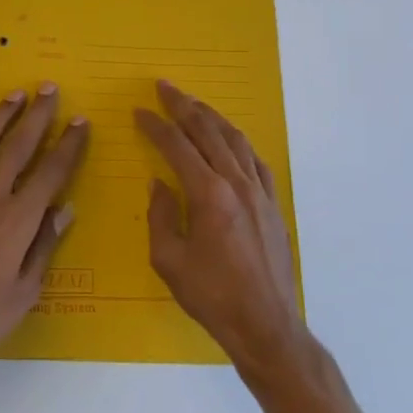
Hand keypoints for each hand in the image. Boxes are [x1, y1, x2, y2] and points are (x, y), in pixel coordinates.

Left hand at [0, 85, 89, 377]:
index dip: (68, 145)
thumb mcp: (24, 291)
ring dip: (0, 118)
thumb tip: (65, 209)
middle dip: (37, 116)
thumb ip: (44, 246)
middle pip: (18, 147)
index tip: (80, 121)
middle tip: (48, 88)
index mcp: (18, 220)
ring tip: (14, 96)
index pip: (51, 173)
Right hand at [136, 80, 304, 378]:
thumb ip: (161, 216)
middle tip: (165, 87)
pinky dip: (237, 142)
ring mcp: (260, 192)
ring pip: (235, 140)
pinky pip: (255, 161)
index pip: (177, 146)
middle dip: (184, 106)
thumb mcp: (169, 260)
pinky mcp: (272, 205)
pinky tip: (230, 140)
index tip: (139, 111)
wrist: (266, 325)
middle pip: (209, 132)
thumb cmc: (212, 296)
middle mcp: (237, 183)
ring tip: (194, 104)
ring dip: (212, 117)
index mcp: (209, 194)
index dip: (156, 126)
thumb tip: (159, 184)